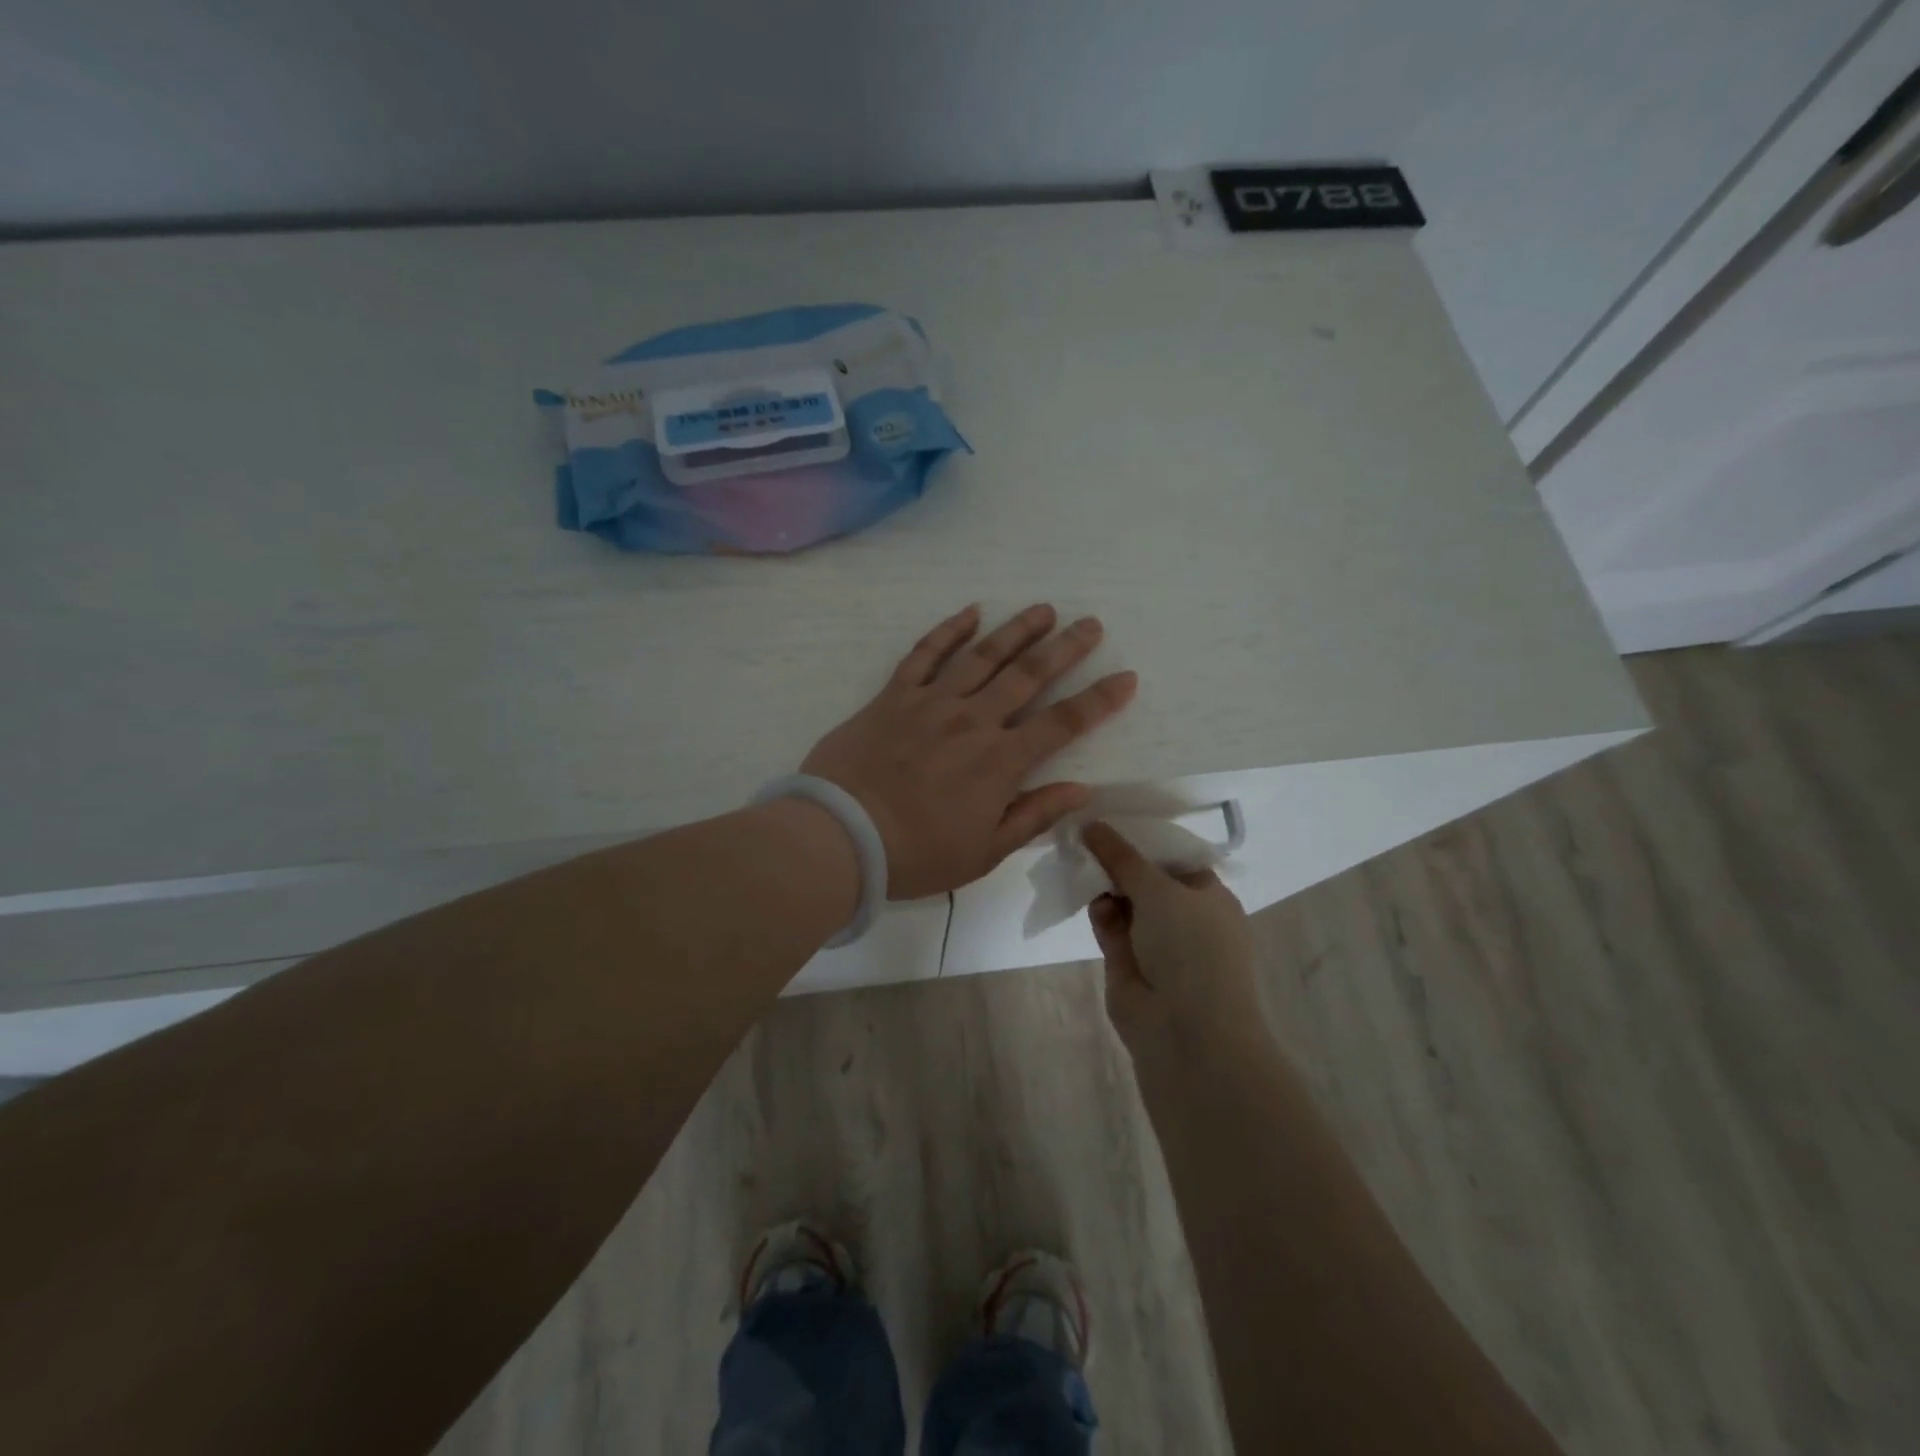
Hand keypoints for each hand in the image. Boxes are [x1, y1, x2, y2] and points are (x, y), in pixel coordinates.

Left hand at [801, 604, 1136, 899]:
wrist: (839, 837)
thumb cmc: (916, 854)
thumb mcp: (984, 852)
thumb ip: (1034, 815)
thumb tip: (1082, 789)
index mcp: (1000, 762)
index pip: (1063, 723)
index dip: (1098, 700)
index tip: (1125, 677)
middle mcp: (973, 721)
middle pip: (1028, 675)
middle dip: (1065, 648)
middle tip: (1090, 624)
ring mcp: (932, 703)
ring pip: (983, 655)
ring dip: (1017, 629)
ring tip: (1044, 609)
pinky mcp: (893, 696)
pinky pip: (924, 654)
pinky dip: (949, 631)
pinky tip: (971, 611)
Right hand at [1083, 822, 1263, 1056]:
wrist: (1186, 1030)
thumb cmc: (1190, 947)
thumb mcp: (1158, 889)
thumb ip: (1122, 856)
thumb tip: (1092, 824)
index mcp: (1209, 896)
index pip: (1175, 859)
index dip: (1145, 840)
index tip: (1112, 818)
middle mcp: (1185, 917)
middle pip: (1146, 880)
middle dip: (1119, 862)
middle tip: (1086, 835)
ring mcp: (1157, 943)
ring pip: (1125, 904)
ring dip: (1105, 886)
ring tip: (1080, 861)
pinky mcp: (1129, 963)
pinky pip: (1111, 927)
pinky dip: (1100, 913)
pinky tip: (1089, 899)